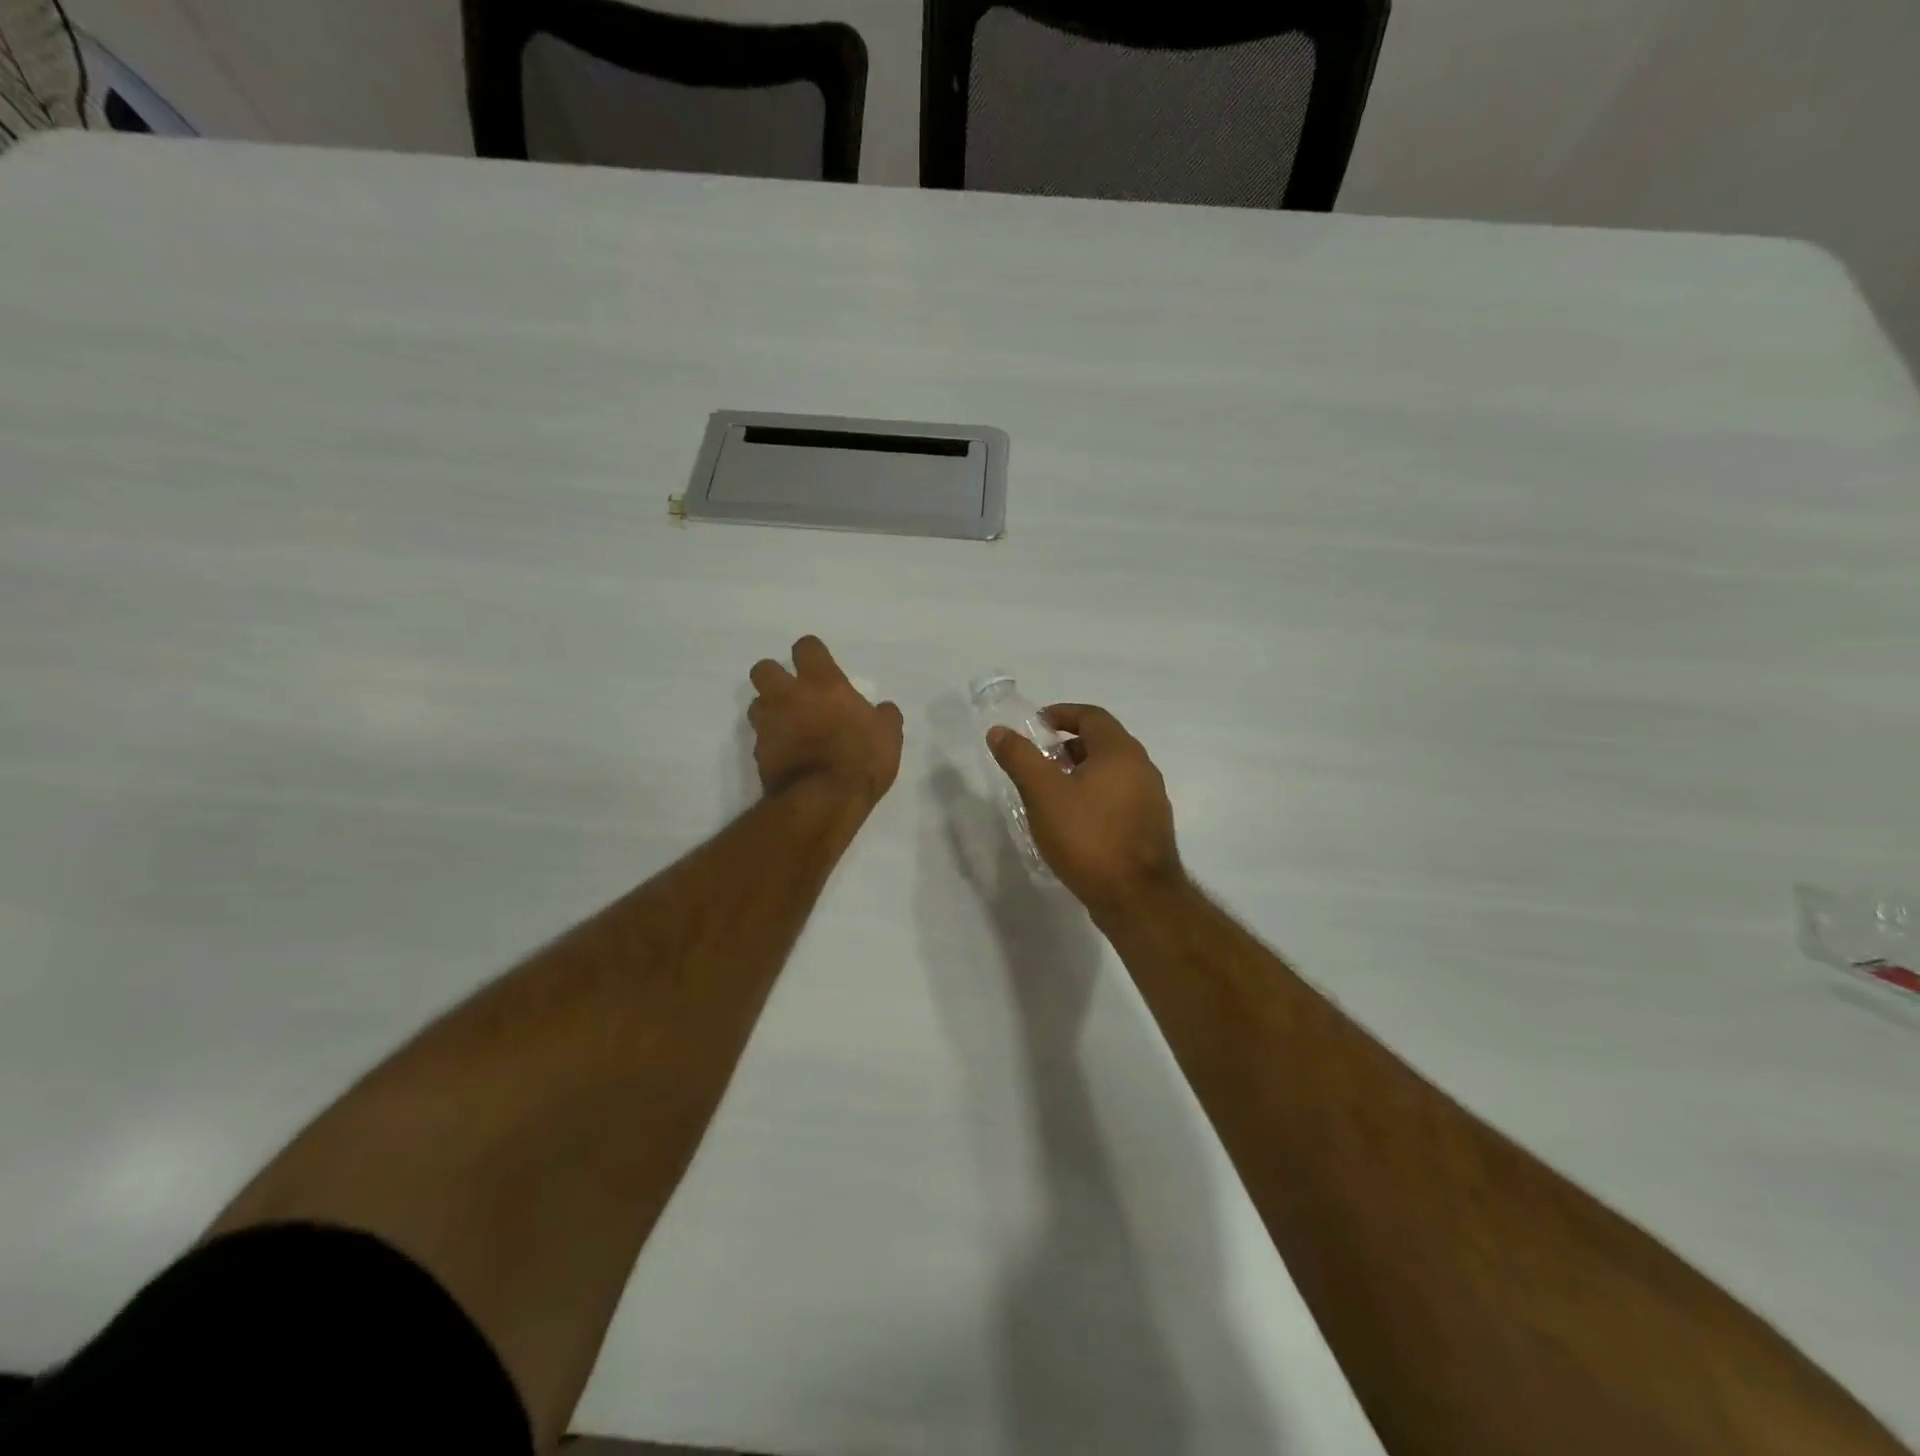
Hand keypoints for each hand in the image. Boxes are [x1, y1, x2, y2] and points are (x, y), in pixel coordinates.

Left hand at [749, 636, 902, 807]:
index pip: (806, 647)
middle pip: (764, 669)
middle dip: (774, 676)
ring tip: (788, 725)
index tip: (821, 665)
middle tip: (793, 692)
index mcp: (822, 682)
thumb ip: (884, 716)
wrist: (823, 800)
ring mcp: (769, 724)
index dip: (812, 653)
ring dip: (769, 710)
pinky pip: (760, 739)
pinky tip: (788, 755)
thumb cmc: (861, 758)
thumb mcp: (888, 735)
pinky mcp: (758, 753)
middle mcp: (788, 696)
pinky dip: (772, 743)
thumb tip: (883, 710)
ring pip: (756, 704)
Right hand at [987, 704, 1181, 915]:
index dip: (1062, 714)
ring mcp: (1151, 799)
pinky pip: (1119, 798)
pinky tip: (1075, 822)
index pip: (1091, 716)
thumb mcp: (1043, 794)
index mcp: (1120, 751)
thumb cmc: (1088, 837)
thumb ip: (1020, 758)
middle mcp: (1142, 768)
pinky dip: (1095, 796)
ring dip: (1082, 773)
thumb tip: (999, 732)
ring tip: (1052, 794)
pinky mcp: (1150, 828)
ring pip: (1112, 773)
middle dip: (1069, 746)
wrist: (1137, 898)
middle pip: (1103, 743)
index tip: (1036, 725)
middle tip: (1040, 761)